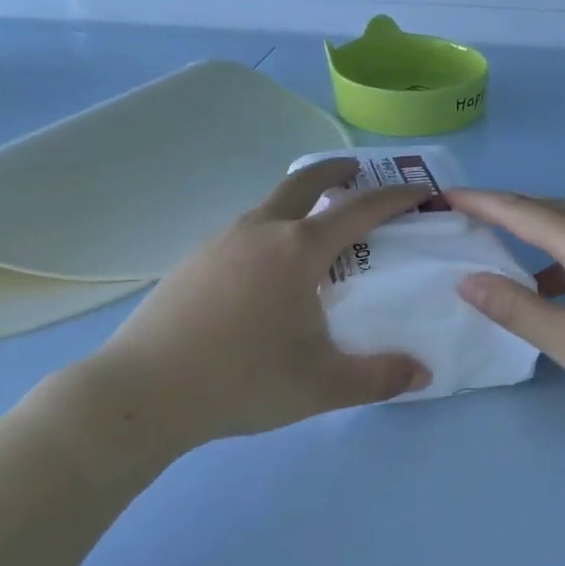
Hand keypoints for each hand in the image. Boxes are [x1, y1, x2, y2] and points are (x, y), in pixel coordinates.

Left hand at [62, 159, 431, 460]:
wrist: (142, 393)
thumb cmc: (241, 380)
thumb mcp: (322, 386)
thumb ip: (379, 378)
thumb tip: (422, 373)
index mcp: (298, 249)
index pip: (359, 210)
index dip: (396, 197)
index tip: (422, 190)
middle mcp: (260, 230)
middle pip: (304, 182)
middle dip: (336, 172)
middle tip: (357, 173)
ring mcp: (220, 241)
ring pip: (269, 205)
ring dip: (299, 204)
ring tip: (313, 235)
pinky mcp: (192, 260)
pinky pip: (243, 231)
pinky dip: (268, 231)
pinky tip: (264, 273)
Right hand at [449, 190, 564, 422]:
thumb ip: (518, 310)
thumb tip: (468, 280)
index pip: (522, 211)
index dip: (481, 202)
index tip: (445, 196)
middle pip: (548, 210)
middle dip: (505, 210)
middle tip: (466, 217)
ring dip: (535, 234)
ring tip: (502, 252)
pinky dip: (562, 255)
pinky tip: (557, 288)